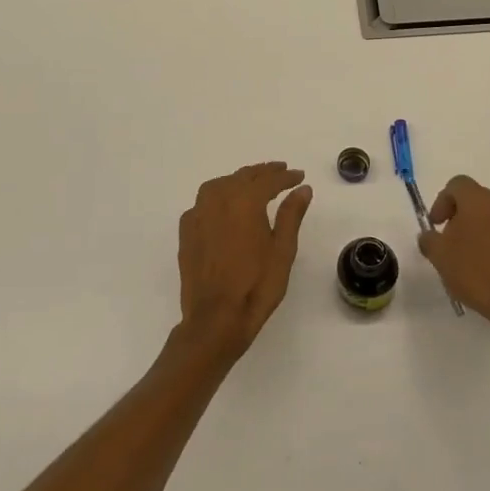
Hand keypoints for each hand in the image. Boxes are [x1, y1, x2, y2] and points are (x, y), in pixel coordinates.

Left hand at [177, 163, 312, 356]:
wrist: (215, 318)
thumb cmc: (256, 286)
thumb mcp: (282, 251)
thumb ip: (291, 215)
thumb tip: (302, 189)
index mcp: (244, 202)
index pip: (268, 181)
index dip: (286, 177)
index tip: (299, 177)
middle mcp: (217, 200)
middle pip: (242, 177)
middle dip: (263, 173)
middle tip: (281, 172)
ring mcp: (198, 214)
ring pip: (220, 185)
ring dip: (239, 180)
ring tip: (255, 183)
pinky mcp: (187, 231)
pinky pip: (204, 202)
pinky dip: (219, 196)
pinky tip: (226, 206)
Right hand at [418, 176, 489, 340]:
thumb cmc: (477, 273)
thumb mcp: (440, 257)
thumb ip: (430, 240)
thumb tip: (429, 236)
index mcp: (480, 200)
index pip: (457, 185)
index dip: (443, 201)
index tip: (437, 225)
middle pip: (481, 201)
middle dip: (466, 217)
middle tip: (455, 242)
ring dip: (489, 232)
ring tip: (479, 259)